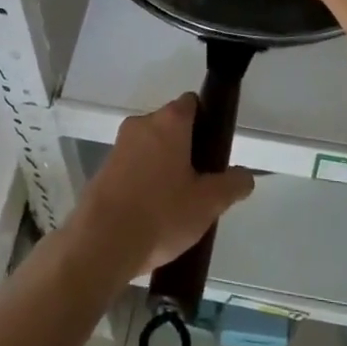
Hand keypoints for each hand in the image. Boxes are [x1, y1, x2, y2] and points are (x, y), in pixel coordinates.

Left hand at [71, 95, 256, 278]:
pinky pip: (132, 166)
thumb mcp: (208, 203)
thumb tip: (245, 175)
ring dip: (163, 166)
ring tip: (176, 204)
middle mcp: (142, 123)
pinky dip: (143, 181)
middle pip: (171, 126)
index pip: (192, 103)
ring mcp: (118, 145)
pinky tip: (151, 214)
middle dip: (186, 148)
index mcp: (169, 121)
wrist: (101, 243)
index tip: (214, 150)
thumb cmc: (161, 213)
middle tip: (200, 182)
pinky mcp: (102, 169)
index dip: (206, 121)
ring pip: (150, 147)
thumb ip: (232, 185)